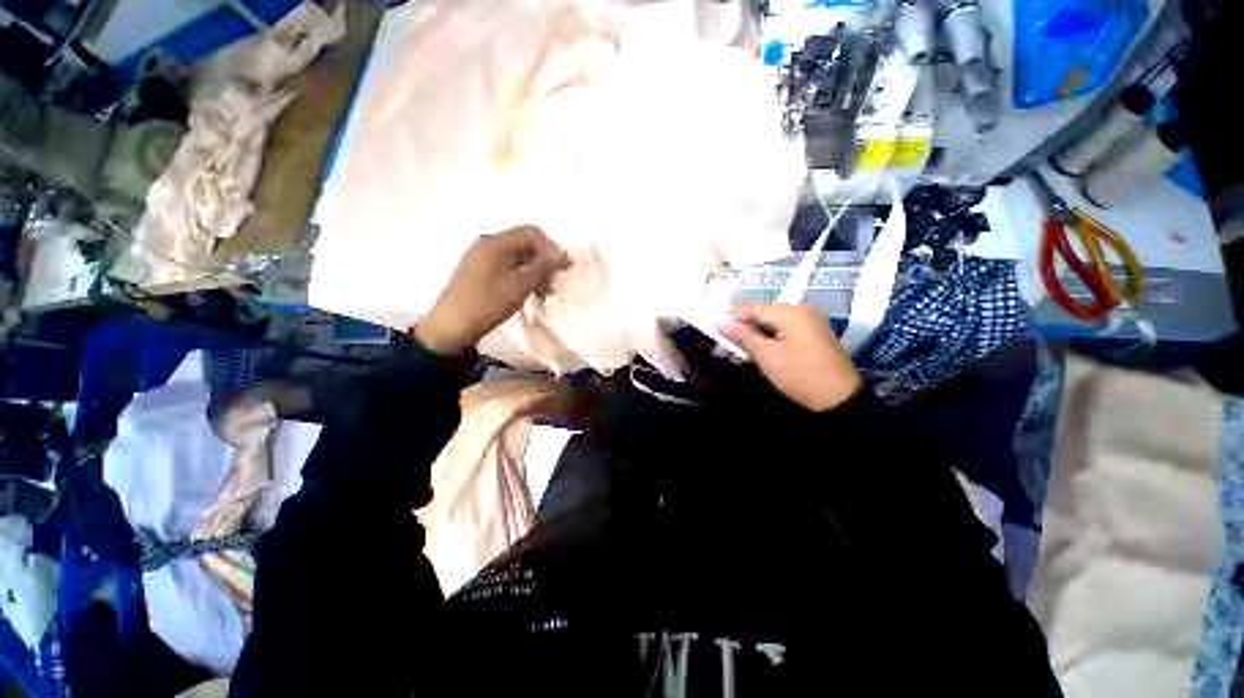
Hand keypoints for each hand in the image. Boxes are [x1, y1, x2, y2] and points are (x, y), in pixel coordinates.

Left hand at [415, 226, 569, 355]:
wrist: (451, 327)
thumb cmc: (487, 304)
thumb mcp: (519, 286)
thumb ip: (542, 267)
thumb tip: (564, 253)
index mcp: (495, 243)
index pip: (532, 233)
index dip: (551, 248)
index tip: (563, 269)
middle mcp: (489, 244)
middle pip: (526, 244)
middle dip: (544, 261)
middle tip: (554, 284)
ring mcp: (484, 258)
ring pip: (519, 257)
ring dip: (536, 272)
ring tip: (544, 294)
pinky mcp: (482, 271)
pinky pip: (510, 267)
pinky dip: (524, 277)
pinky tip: (530, 293)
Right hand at [719, 302, 861, 411]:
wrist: (838, 398)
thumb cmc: (799, 375)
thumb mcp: (766, 356)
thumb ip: (743, 336)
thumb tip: (721, 322)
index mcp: (791, 312)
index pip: (752, 307)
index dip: (731, 318)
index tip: (715, 331)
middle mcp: (801, 309)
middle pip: (762, 313)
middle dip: (742, 328)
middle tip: (724, 345)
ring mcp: (809, 320)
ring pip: (771, 322)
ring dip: (753, 334)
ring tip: (737, 351)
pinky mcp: (812, 332)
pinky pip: (783, 329)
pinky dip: (768, 337)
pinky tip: (756, 349)